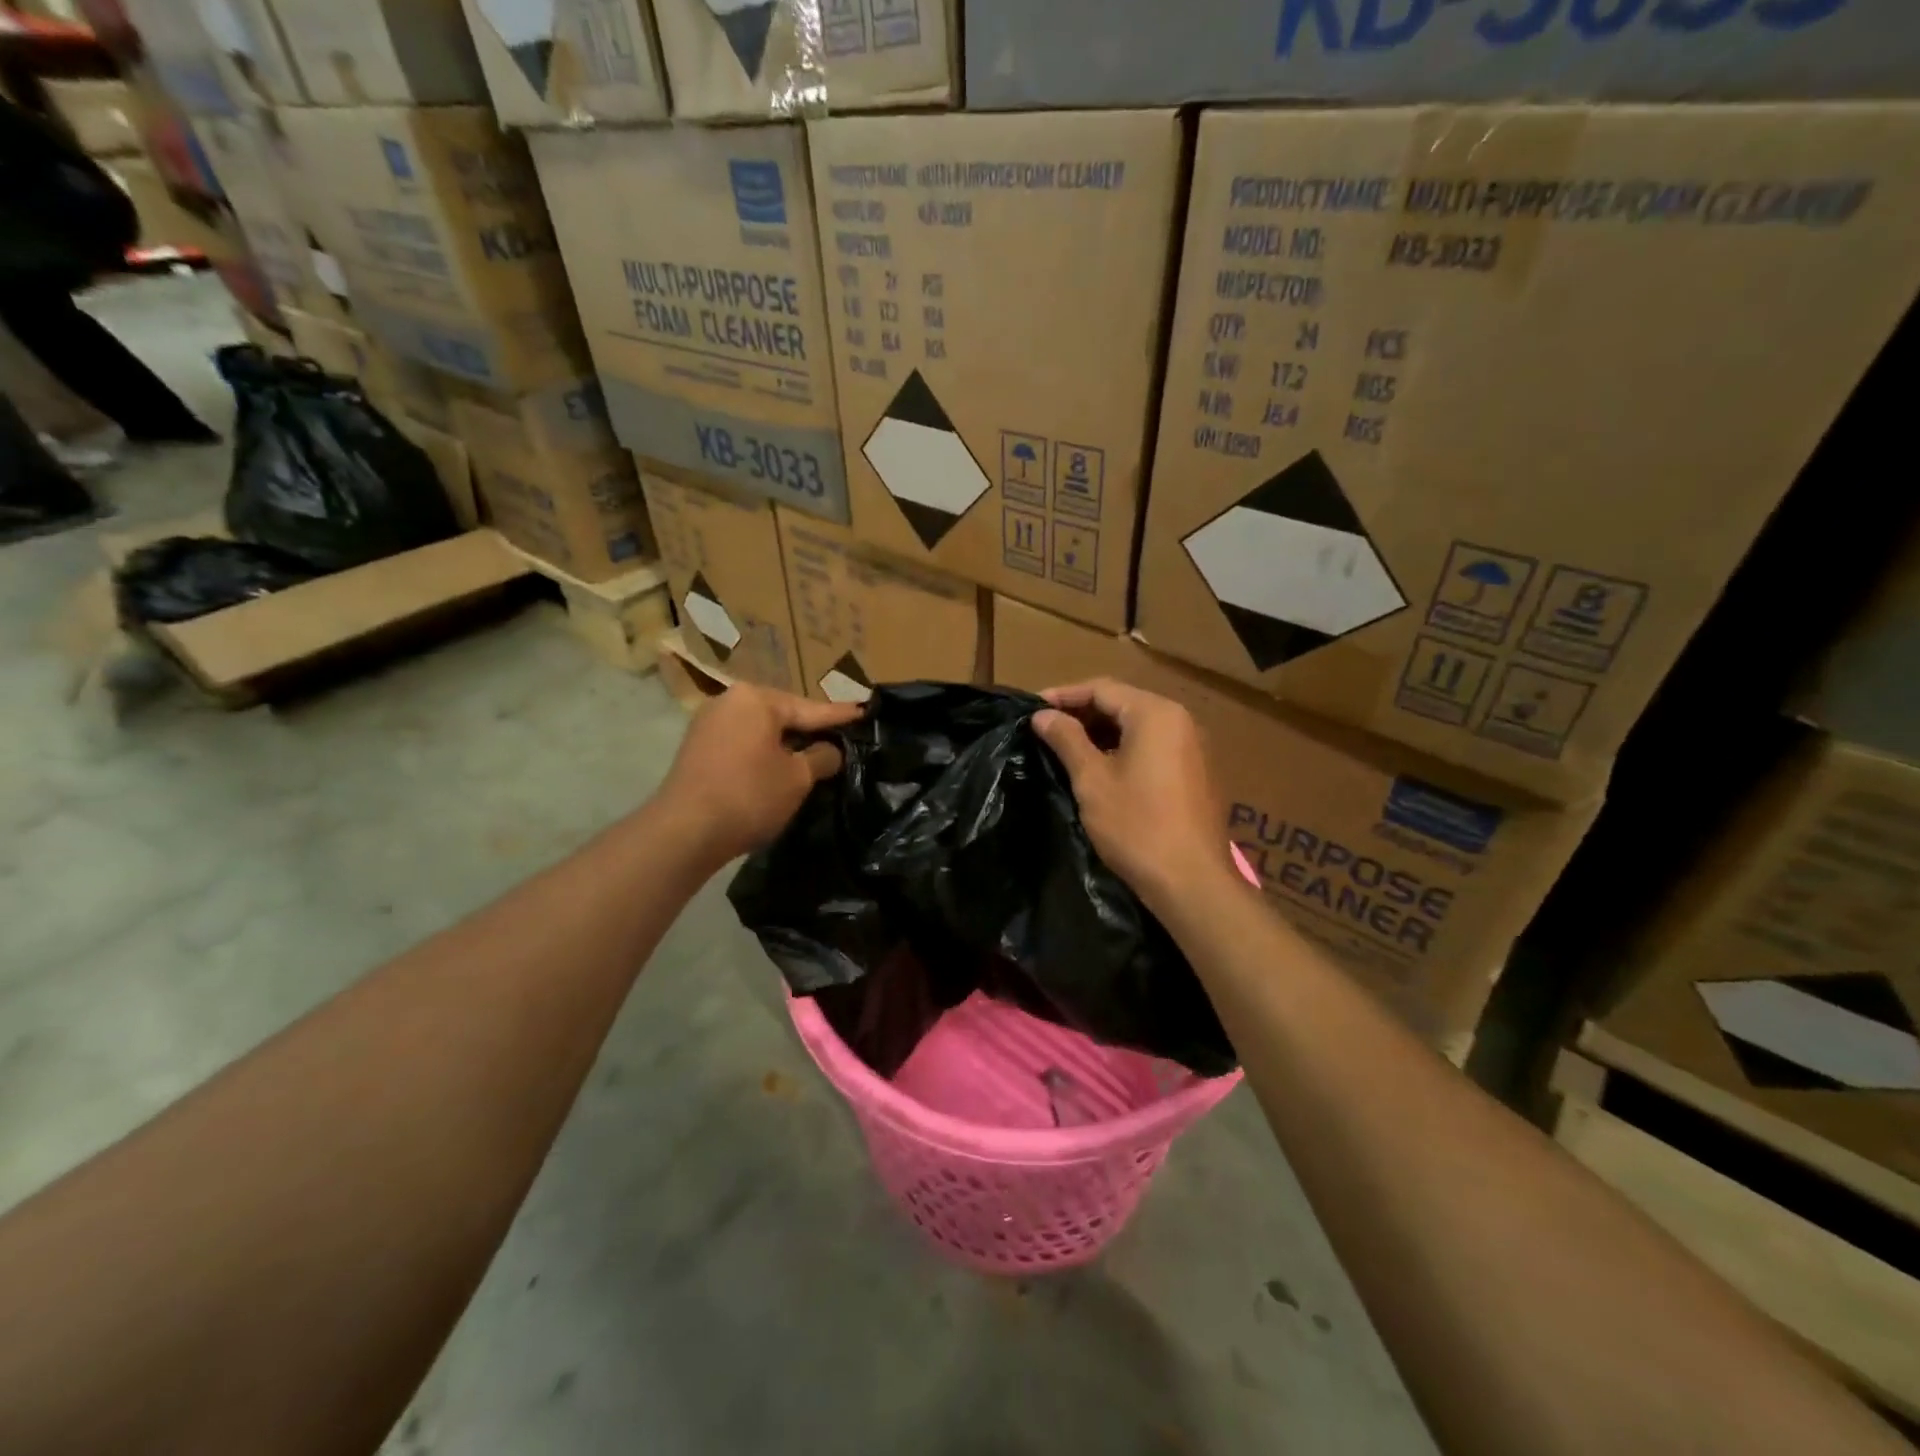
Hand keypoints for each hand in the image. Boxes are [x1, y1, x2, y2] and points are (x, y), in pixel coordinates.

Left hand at [659, 684, 860, 865]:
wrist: (684, 831)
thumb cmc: (749, 795)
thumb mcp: (797, 778)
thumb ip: (822, 758)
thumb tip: (832, 751)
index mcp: (757, 699)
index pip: (811, 709)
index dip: (841, 716)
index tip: (865, 712)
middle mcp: (730, 701)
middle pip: (783, 715)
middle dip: (811, 729)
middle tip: (843, 737)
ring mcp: (709, 723)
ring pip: (762, 730)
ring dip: (787, 743)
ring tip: (816, 753)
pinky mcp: (698, 747)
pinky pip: (743, 742)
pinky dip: (764, 752)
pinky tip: (781, 766)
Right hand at [1032, 678, 1234, 909]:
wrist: (1191, 881)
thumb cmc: (1137, 826)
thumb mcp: (1092, 780)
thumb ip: (1066, 740)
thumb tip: (1043, 716)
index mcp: (1156, 714)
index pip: (1101, 688)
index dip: (1063, 696)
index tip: (1030, 709)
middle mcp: (1180, 720)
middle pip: (1122, 703)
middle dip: (1082, 713)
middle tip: (1045, 729)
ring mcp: (1193, 747)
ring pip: (1138, 726)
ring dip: (1101, 732)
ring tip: (1066, 748)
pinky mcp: (1196, 772)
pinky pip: (1153, 746)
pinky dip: (1123, 748)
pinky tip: (1100, 768)